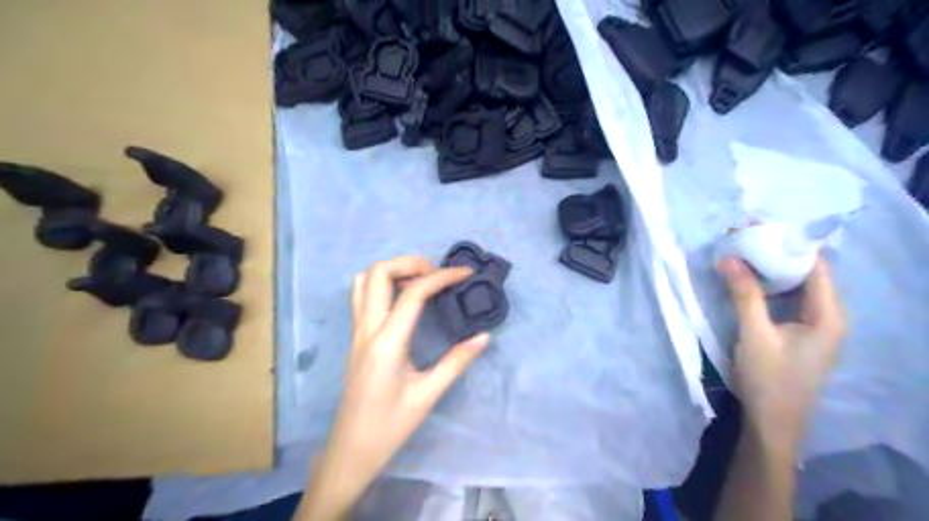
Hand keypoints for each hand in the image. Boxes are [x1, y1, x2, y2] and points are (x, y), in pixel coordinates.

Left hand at [302, 257, 493, 520]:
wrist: (350, 450)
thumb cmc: (390, 427)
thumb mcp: (428, 395)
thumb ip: (457, 362)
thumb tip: (483, 337)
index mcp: (387, 343)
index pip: (413, 293)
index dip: (442, 276)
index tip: (465, 274)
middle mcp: (366, 329)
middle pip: (378, 272)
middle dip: (411, 263)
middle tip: (438, 275)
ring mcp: (356, 332)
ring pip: (363, 280)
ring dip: (392, 270)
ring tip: (420, 281)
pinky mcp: (354, 337)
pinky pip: (360, 296)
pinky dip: (381, 284)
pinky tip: (402, 299)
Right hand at [718, 255, 846, 446]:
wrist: (772, 423)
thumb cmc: (769, 379)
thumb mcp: (754, 334)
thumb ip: (744, 294)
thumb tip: (729, 256)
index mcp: (829, 314)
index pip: (815, 265)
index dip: (787, 242)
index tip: (756, 227)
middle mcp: (828, 315)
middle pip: (805, 273)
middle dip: (774, 253)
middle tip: (742, 237)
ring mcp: (814, 326)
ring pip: (794, 286)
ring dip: (768, 269)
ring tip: (740, 253)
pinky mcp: (798, 333)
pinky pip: (785, 300)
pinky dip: (766, 286)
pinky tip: (745, 280)